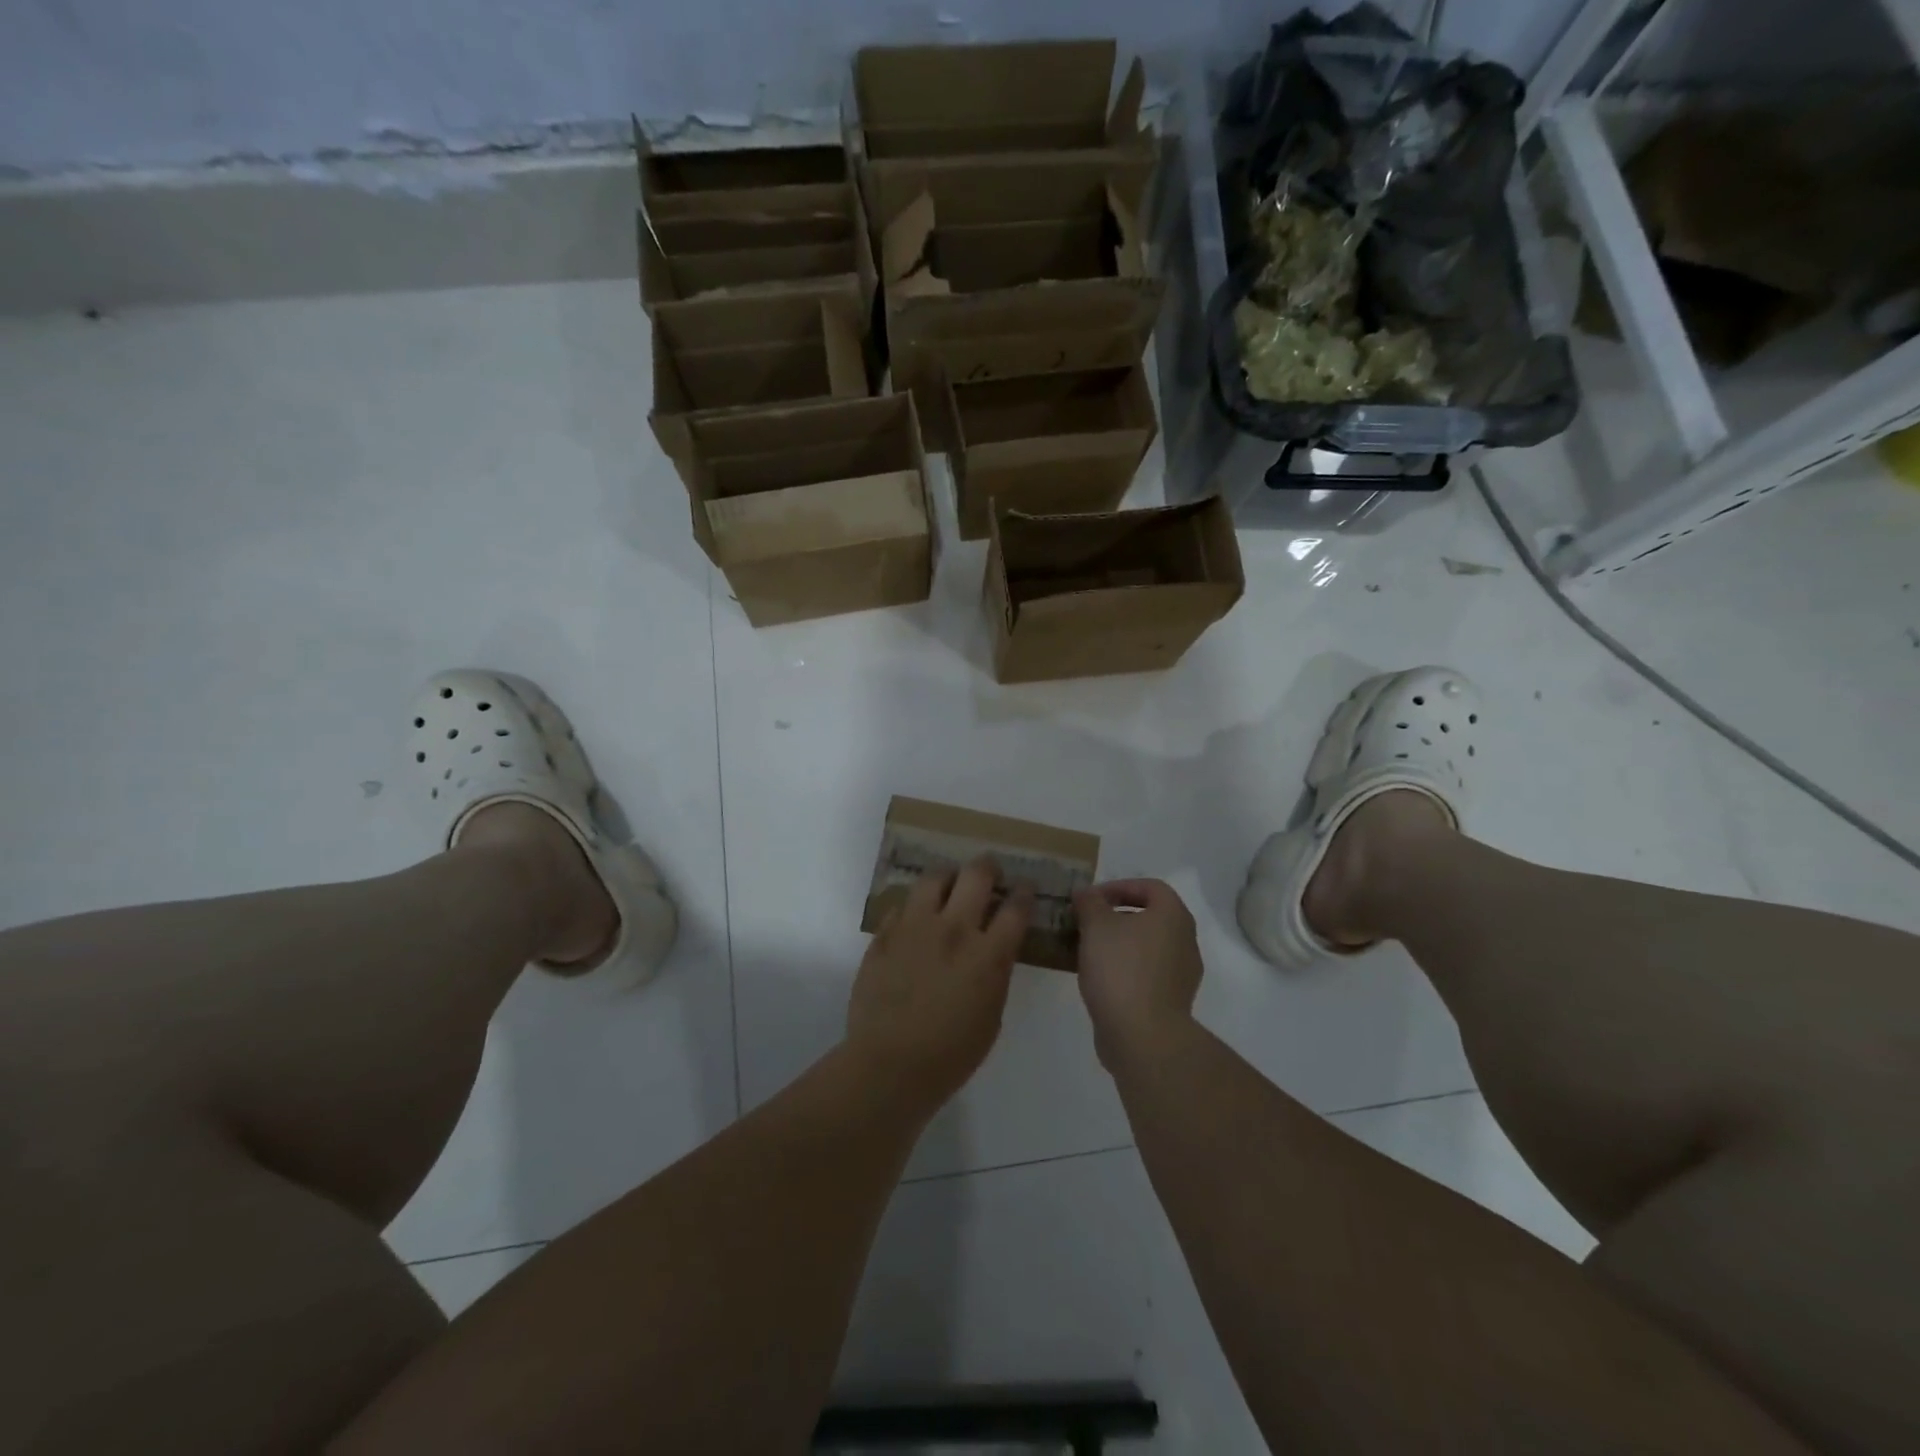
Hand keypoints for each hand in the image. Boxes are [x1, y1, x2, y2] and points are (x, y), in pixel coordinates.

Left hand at [846, 858, 1032, 1112]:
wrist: (889, 1065)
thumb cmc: (951, 1054)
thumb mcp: (991, 1015)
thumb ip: (995, 972)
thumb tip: (994, 947)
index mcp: (987, 954)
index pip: (1015, 907)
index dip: (1024, 892)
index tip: (1025, 887)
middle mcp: (953, 929)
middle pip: (976, 875)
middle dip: (988, 868)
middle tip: (989, 874)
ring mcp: (914, 927)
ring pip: (934, 878)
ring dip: (948, 878)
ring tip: (949, 886)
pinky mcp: (884, 934)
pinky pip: (902, 904)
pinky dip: (915, 906)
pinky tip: (917, 919)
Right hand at [1074, 879, 1203, 1069]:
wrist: (1142, 1035)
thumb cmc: (1121, 969)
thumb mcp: (1096, 926)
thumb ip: (1090, 903)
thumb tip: (1085, 893)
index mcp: (1173, 916)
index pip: (1150, 887)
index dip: (1119, 886)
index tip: (1091, 899)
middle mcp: (1185, 941)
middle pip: (1150, 917)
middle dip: (1115, 916)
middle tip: (1086, 923)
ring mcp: (1182, 974)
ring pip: (1146, 947)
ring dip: (1118, 944)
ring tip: (1086, 950)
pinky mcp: (1172, 1001)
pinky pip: (1146, 973)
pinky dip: (1124, 969)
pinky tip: (1098, 978)